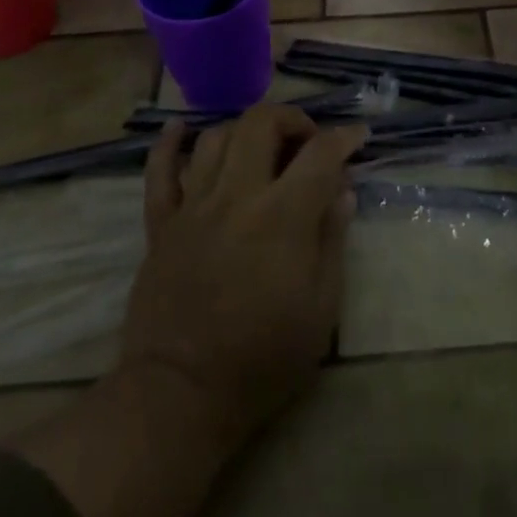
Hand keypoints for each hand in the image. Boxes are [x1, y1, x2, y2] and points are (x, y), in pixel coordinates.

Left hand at [115, 104, 366, 452]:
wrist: (180, 396)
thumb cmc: (262, 358)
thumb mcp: (321, 309)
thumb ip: (333, 240)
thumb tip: (342, 191)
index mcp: (282, 216)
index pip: (320, 154)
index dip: (344, 137)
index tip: (358, 136)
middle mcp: (237, 196)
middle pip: (261, 123)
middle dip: (291, 119)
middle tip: (306, 142)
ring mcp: (193, 206)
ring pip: (215, 137)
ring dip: (245, 131)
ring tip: (261, 149)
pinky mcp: (161, 224)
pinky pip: (158, 171)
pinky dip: (168, 143)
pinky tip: (180, 129)